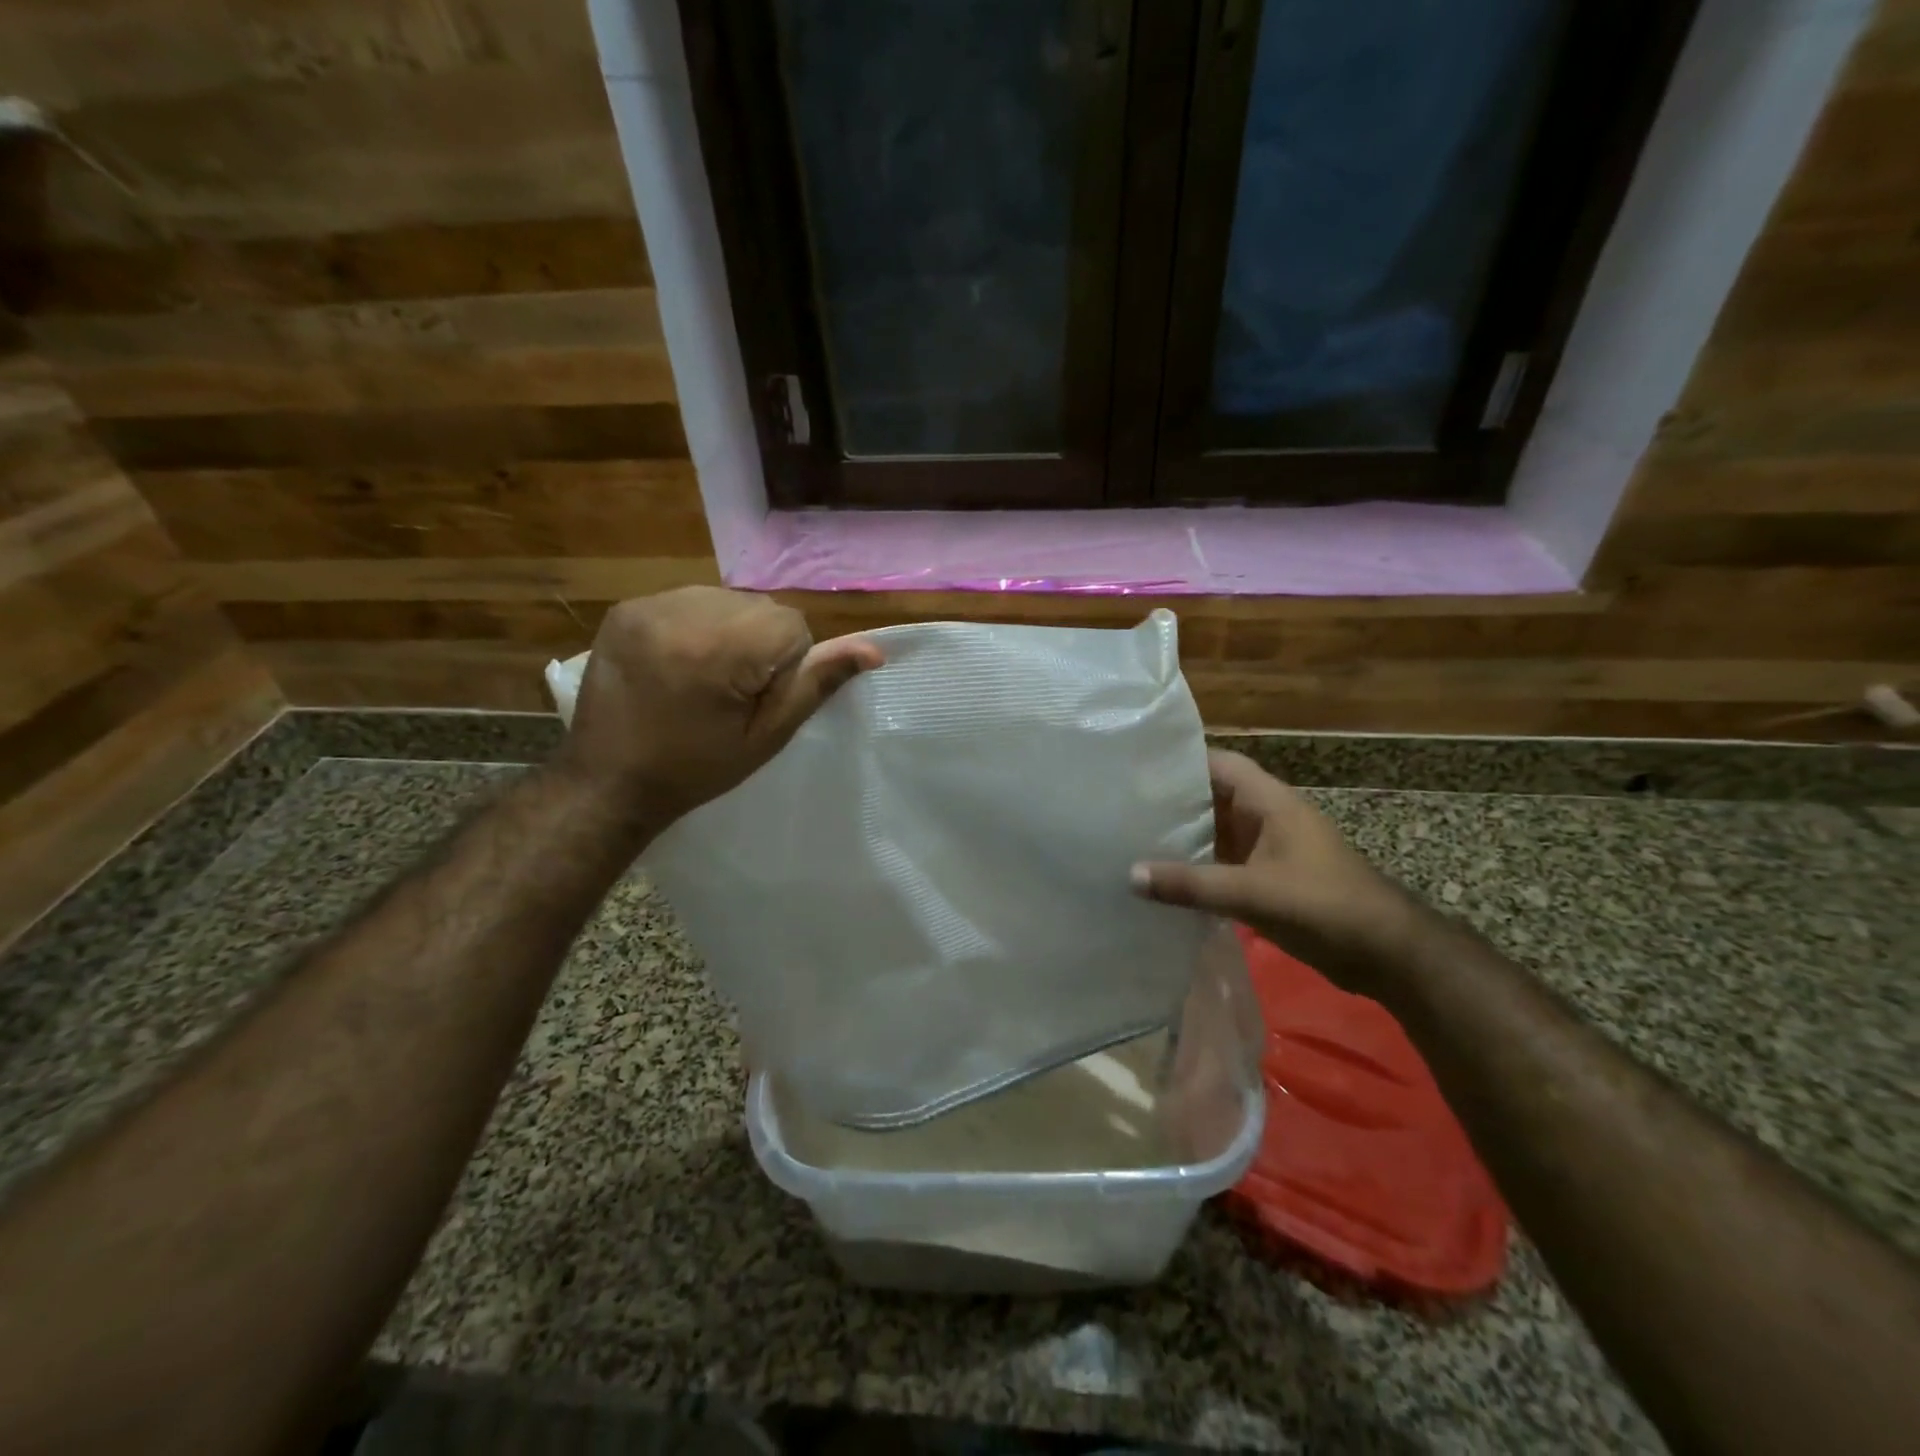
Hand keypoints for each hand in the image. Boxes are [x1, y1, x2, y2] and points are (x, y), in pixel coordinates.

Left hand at [555, 587, 883, 824]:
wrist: (608, 781)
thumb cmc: (696, 768)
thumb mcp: (767, 736)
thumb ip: (816, 684)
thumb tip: (874, 649)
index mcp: (719, 648)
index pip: (791, 624)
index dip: (786, 664)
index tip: (755, 700)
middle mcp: (681, 612)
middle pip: (759, 607)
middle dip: (759, 643)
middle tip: (731, 693)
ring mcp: (648, 605)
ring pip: (727, 599)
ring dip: (730, 631)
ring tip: (703, 677)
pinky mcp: (626, 607)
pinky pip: (689, 600)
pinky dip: (697, 625)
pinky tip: (678, 662)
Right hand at [1131, 749, 1418, 996]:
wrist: (1388, 954)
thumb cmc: (1326, 906)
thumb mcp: (1254, 893)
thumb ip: (1192, 884)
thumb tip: (1130, 875)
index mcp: (1269, 802)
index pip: (1217, 763)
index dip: (1178, 761)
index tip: (1134, 768)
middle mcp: (1265, 817)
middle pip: (1210, 796)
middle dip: (1169, 801)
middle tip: (1119, 806)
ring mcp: (1267, 848)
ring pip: (1214, 831)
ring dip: (1180, 836)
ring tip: (1129, 838)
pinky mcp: (1267, 878)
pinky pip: (1221, 861)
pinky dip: (1195, 866)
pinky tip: (1162, 879)